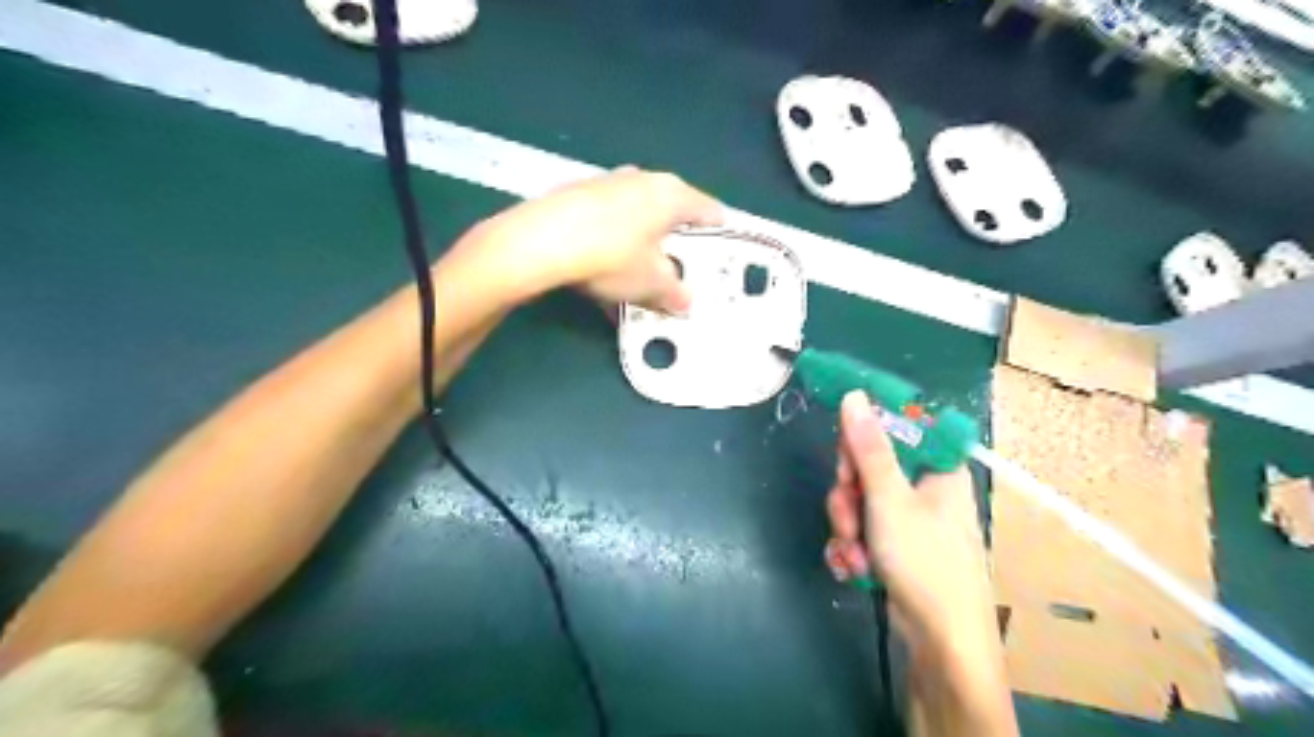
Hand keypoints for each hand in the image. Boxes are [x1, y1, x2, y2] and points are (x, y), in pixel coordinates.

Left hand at [457, 168, 729, 312]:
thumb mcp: (651, 283)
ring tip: (637, 273)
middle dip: (674, 240)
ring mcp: (608, 182)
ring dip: (641, 243)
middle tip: (677, 265)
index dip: (717, 229)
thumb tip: (685, 301)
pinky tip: (602, 270)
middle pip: (670, 210)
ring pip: (636, 217)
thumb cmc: (612, 257)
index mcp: (672, 195)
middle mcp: (643, 179)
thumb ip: (674, 292)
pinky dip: (613, 243)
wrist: (543, 240)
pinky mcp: (578, 193)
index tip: (721, 243)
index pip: (708, 209)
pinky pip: (608, 221)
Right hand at [824, 395, 1002, 653]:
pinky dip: (853, 544)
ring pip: (860, 498)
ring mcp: (909, 517)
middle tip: (849, 510)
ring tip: (855, 550)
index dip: (865, 433)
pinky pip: (862, 526)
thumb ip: (868, 447)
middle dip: (849, 491)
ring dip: (847, 524)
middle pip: (869, 464)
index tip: (845, 452)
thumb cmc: (924, 561)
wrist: (940, 641)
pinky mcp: (896, 544)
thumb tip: (854, 395)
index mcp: (937, 467)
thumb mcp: (889, 499)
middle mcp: (924, 487)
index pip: (897, 426)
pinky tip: (855, 565)